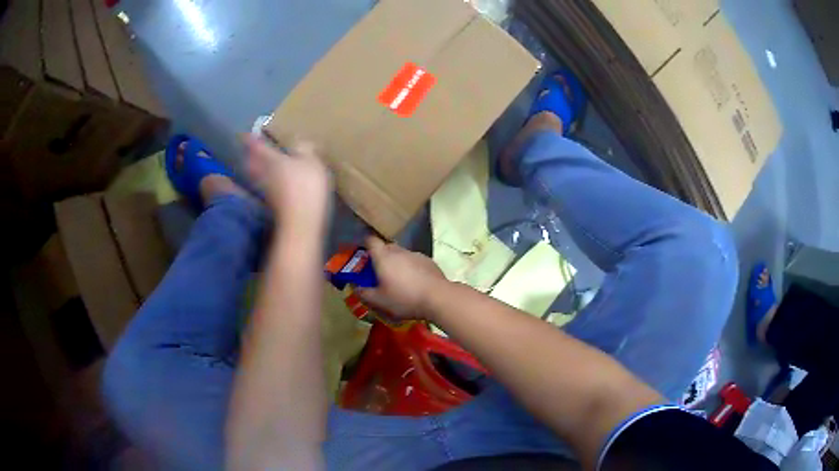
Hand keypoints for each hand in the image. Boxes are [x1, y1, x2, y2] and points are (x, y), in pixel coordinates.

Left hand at [244, 136, 331, 227]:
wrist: (300, 223)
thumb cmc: (305, 187)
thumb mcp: (311, 162)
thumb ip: (305, 149)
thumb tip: (299, 141)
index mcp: (271, 159)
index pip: (256, 145)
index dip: (251, 139)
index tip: (245, 134)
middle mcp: (263, 173)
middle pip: (251, 162)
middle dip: (250, 155)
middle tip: (250, 149)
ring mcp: (265, 191)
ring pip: (255, 175)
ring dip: (255, 169)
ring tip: (259, 164)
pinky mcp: (270, 204)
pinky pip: (263, 187)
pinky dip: (264, 182)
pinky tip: (271, 182)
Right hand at [355, 236, 448, 320]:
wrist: (438, 297)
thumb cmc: (404, 298)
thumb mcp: (380, 301)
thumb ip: (364, 293)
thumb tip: (356, 288)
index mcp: (384, 257)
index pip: (371, 240)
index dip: (365, 244)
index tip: (363, 254)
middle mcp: (399, 251)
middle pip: (386, 247)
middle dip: (381, 256)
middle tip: (379, 272)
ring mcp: (416, 254)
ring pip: (401, 254)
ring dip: (397, 263)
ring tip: (398, 280)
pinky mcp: (429, 261)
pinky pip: (415, 261)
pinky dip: (411, 268)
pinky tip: (414, 282)